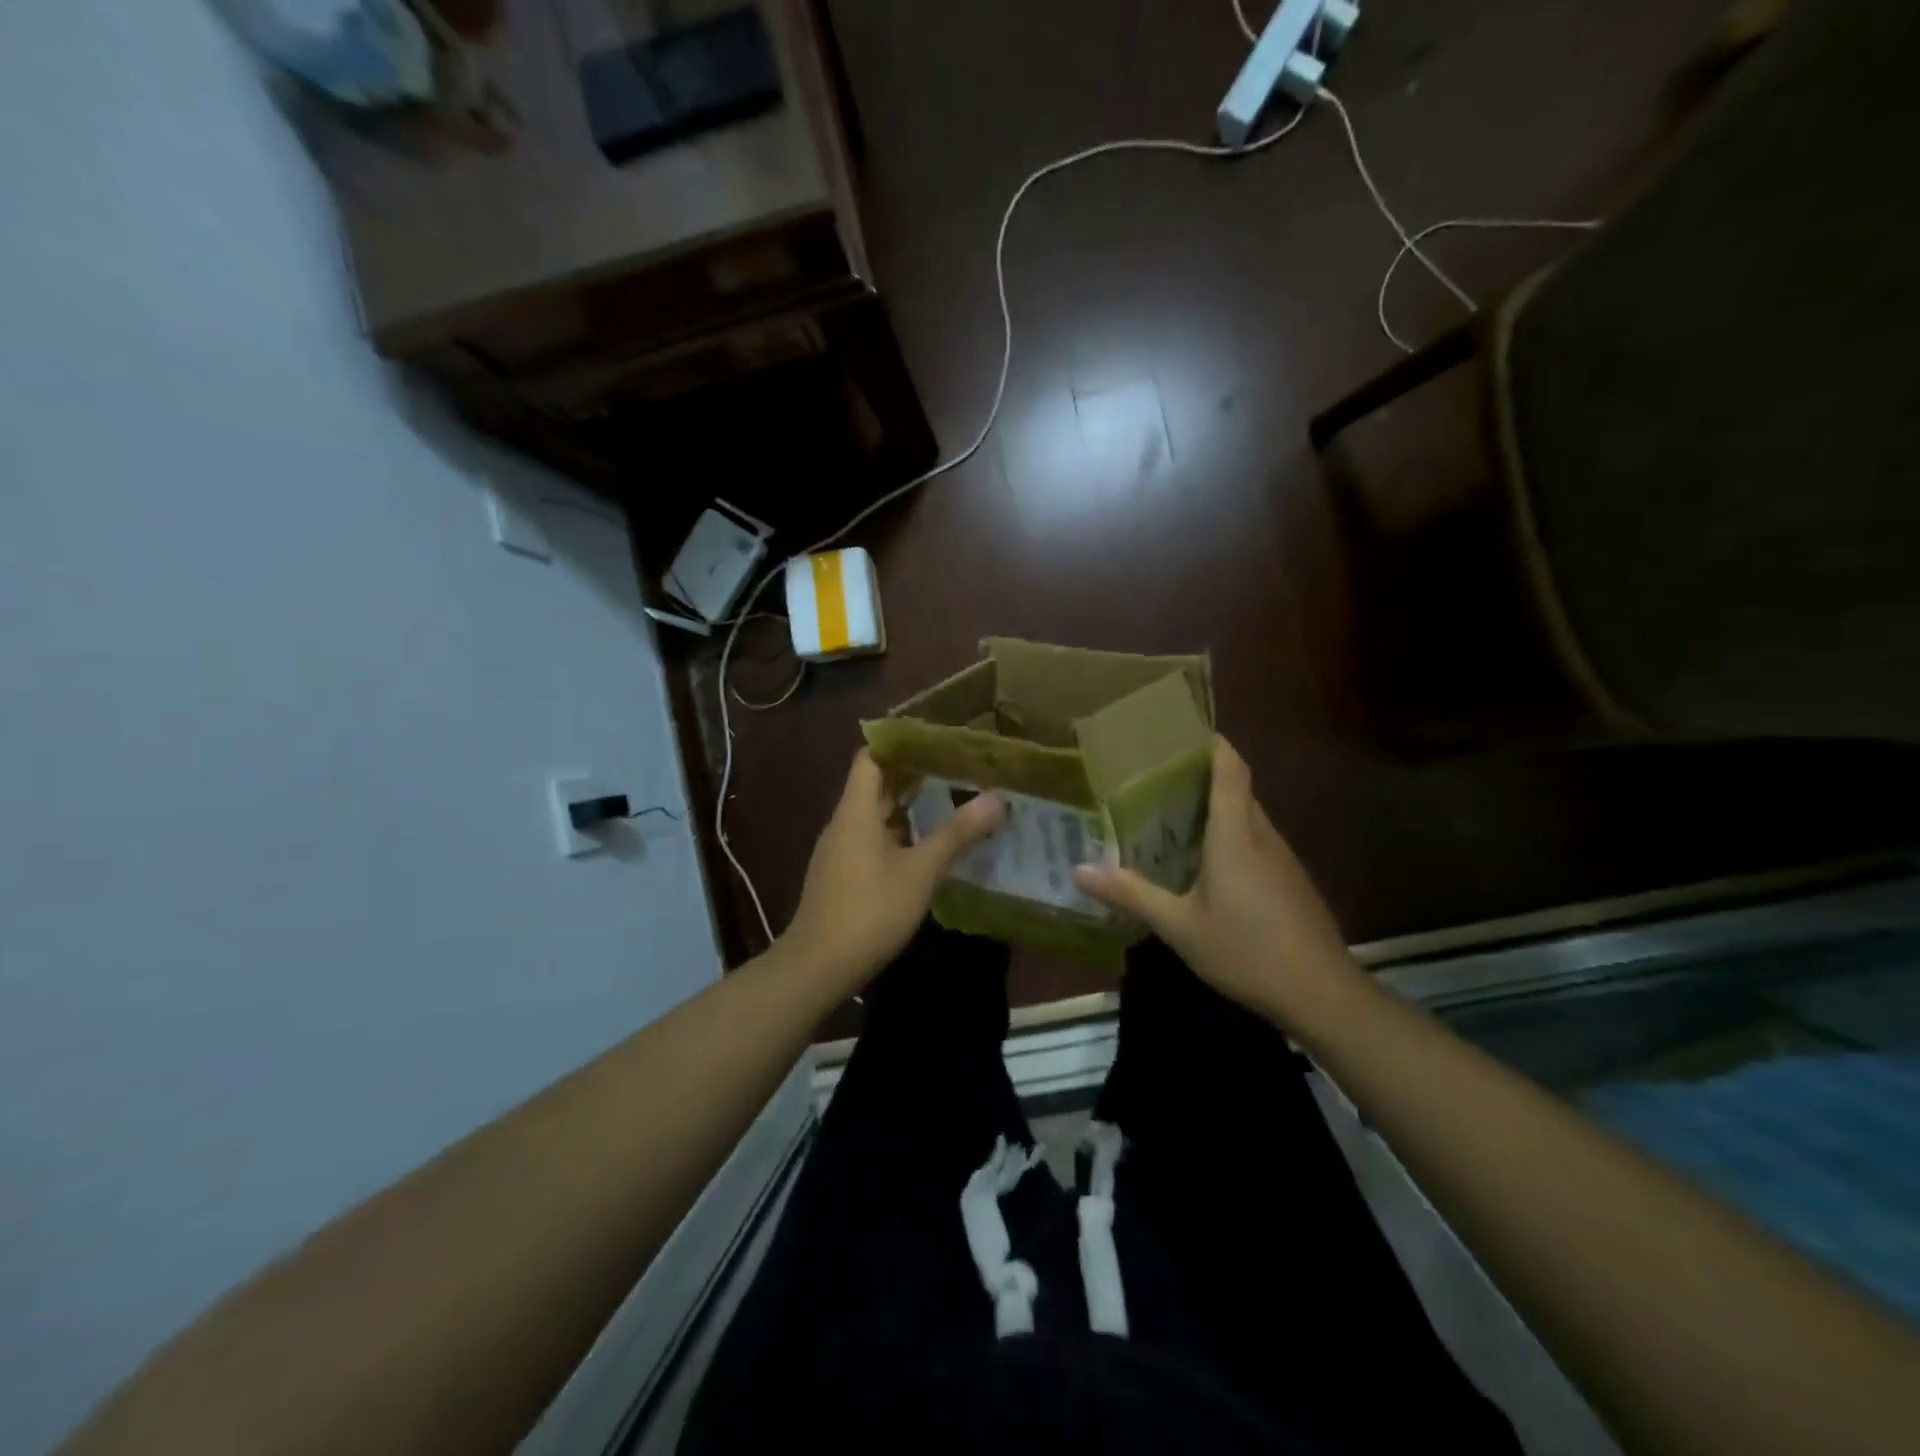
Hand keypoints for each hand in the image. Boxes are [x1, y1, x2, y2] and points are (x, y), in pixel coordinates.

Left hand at [780, 750, 1004, 991]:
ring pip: (875, 816)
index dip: (899, 743)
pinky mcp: (843, 876)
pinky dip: (899, 834)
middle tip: (955, 767)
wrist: (818, 967)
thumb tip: (996, 798)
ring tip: (949, 801)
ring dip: (908, 807)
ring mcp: (840, 851)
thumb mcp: (920, 872)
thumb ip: (956, 834)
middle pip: (875, 785)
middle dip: (912, 774)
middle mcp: (844, 824)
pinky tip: (927, 848)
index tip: (935, 739)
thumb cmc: (869, 911)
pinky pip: (872, 840)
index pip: (871, 758)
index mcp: (856, 811)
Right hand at [1073, 737, 1357, 1025]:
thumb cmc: (1246, 950)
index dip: (1211, 743)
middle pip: (1237, 789)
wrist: (1322, 994)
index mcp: (1236, 834)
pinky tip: (1207, 866)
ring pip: (1248, 817)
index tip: (1180, 731)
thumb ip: (1131, 894)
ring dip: (1216, 809)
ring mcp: (1283, 859)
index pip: (1230, 768)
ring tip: (1173, 817)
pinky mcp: (1292, 882)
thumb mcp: (1179, 926)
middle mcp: (1263, 836)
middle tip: (1155, 779)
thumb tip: (1078, 870)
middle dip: (1202, 776)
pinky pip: (1257, 843)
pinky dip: (1231, 838)